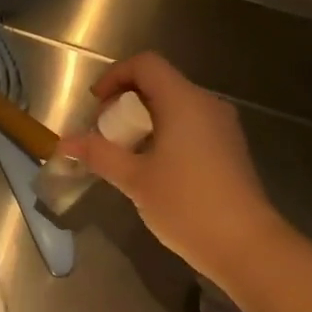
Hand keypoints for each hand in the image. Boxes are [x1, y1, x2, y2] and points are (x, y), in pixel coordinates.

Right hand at [58, 52, 285, 282]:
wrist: (247, 247)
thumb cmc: (187, 204)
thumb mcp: (134, 179)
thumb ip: (98, 154)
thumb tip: (63, 142)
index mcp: (183, 101)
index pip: (146, 64)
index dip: (115, 76)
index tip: (96, 106)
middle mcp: (206, 104)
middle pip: (159, 83)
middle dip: (125, 102)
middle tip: (105, 134)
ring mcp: (222, 127)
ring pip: (175, 105)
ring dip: (144, 120)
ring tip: (125, 153)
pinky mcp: (229, 148)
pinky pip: (191, 125)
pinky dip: (165, 133)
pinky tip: (153, 167)